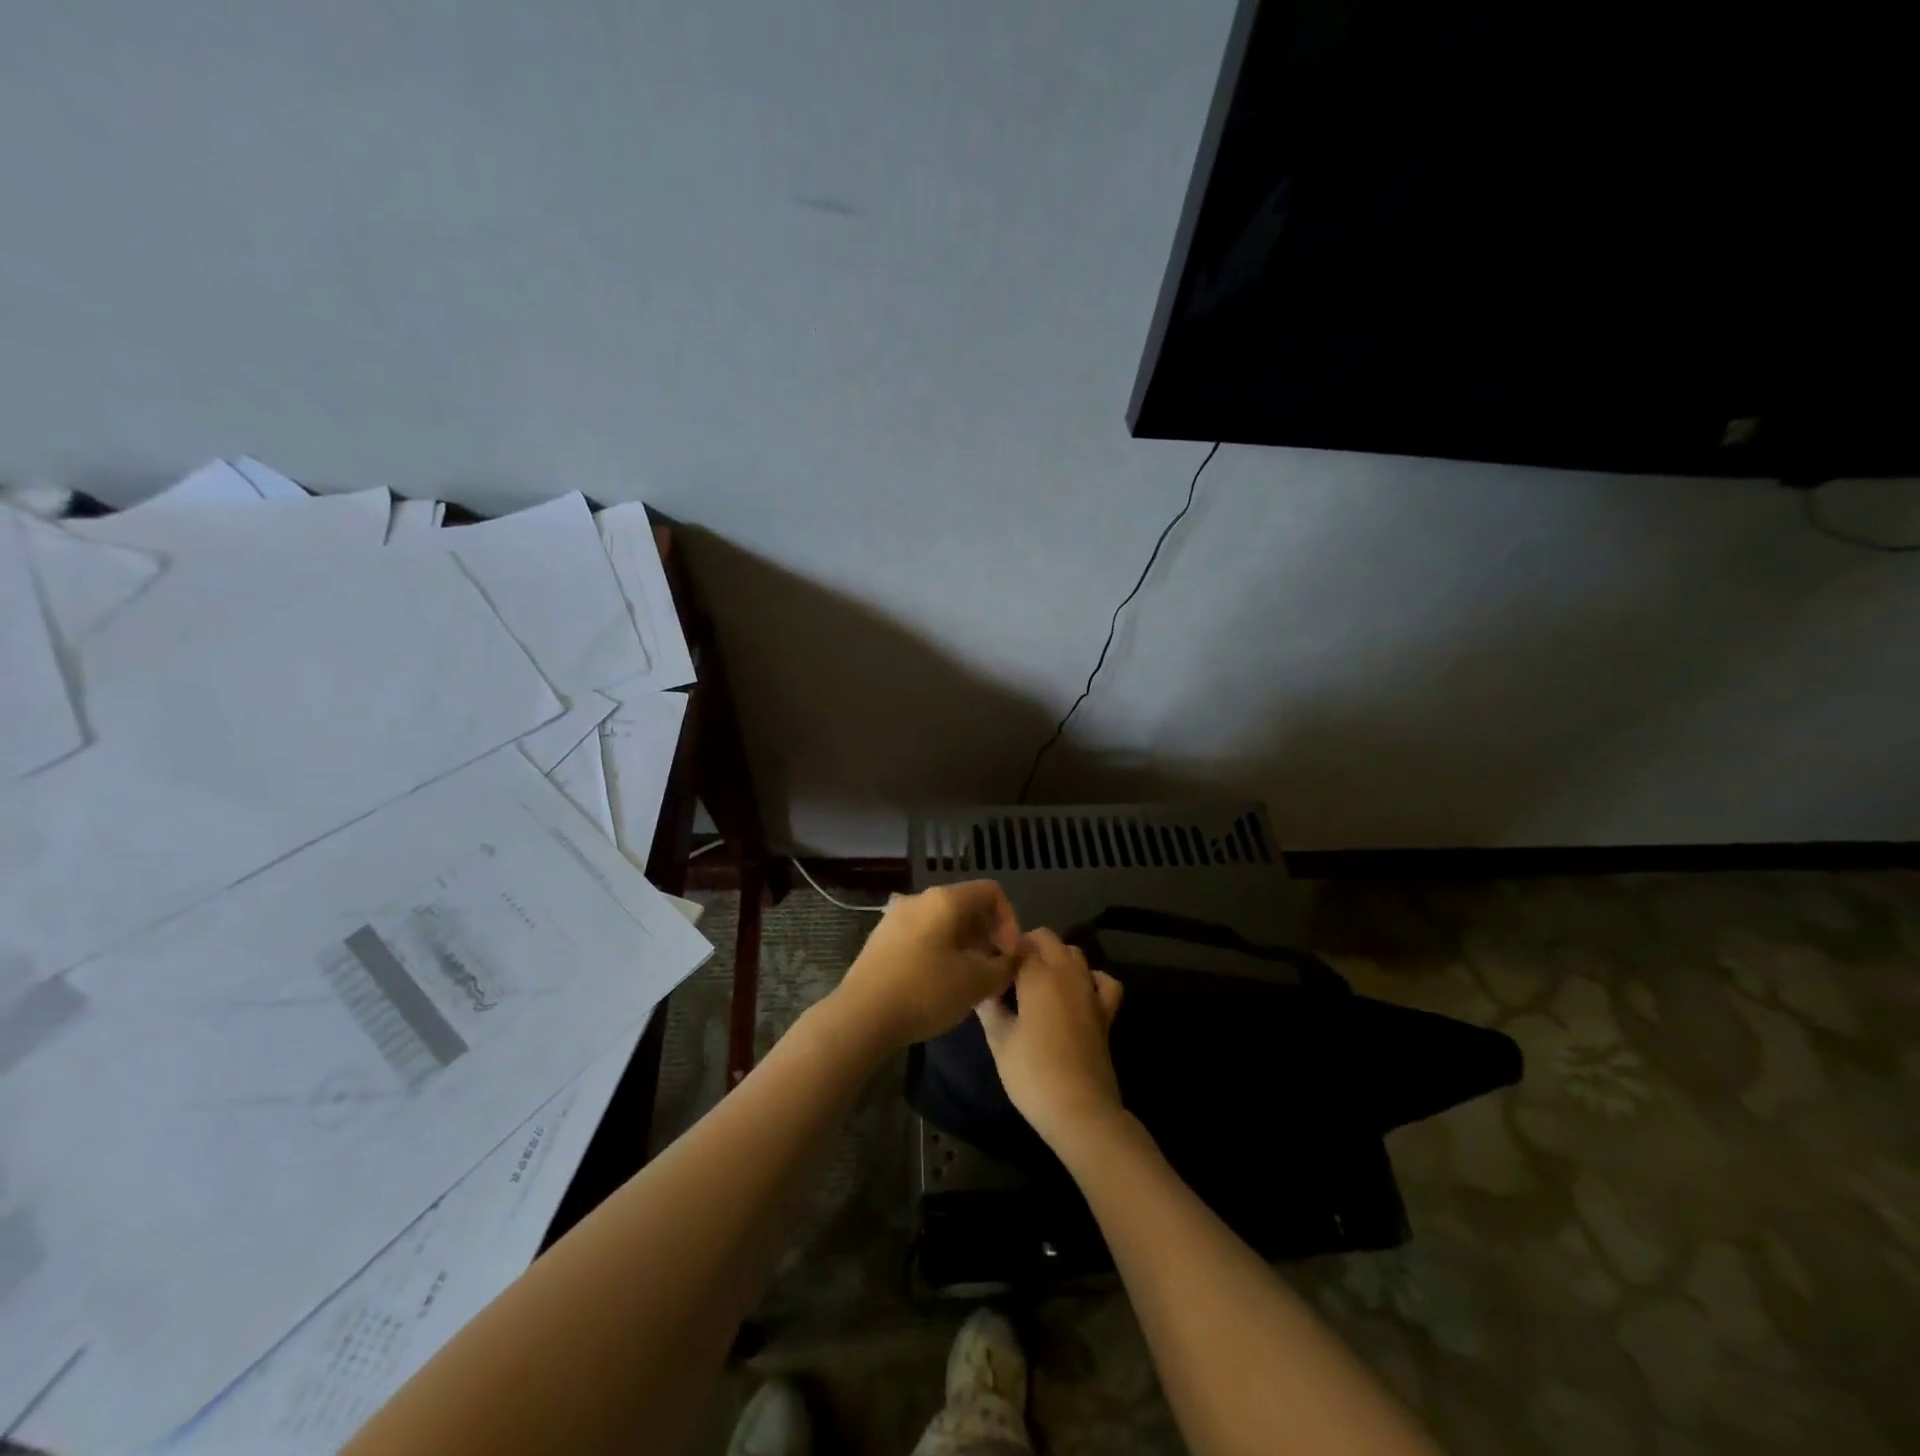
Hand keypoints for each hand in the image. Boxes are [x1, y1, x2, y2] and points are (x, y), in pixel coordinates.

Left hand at [828, 880, 1021, 1051]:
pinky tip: (939, 983)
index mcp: (945, 900)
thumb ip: (1004, 967)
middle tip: (993, 970)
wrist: (861, 1016)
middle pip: (966, 905)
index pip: (991, 892)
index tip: (1009, 955)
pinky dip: (940, 950)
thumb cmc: (925, 992)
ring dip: (964, 945)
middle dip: (987, 935)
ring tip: (968, 980)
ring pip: (943, 922)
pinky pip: (922, 935)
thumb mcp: (976, 983)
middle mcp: (919, 899)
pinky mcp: (881, 938)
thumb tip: (1013, 958)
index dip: (1010, 920)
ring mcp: (896, 917)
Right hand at [975, 929, 1125, 1150]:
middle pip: (1047, 939)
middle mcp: (1065, 973)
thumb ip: (989, 1008)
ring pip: (1073, 953)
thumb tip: (980, 988)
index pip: (1016, 944)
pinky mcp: (1106, 1011)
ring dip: (1055, 957)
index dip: (1000, 950)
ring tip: (1036, 980)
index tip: (987, 965)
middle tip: (1008, 972)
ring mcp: (1089, 989)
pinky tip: (1078, 991)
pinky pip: (1103, 980)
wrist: (1080, 1109)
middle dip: (1027, 946)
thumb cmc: (1032, 1074)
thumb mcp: (999, 1041)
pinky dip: (1091, 977)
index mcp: (1037, 975)